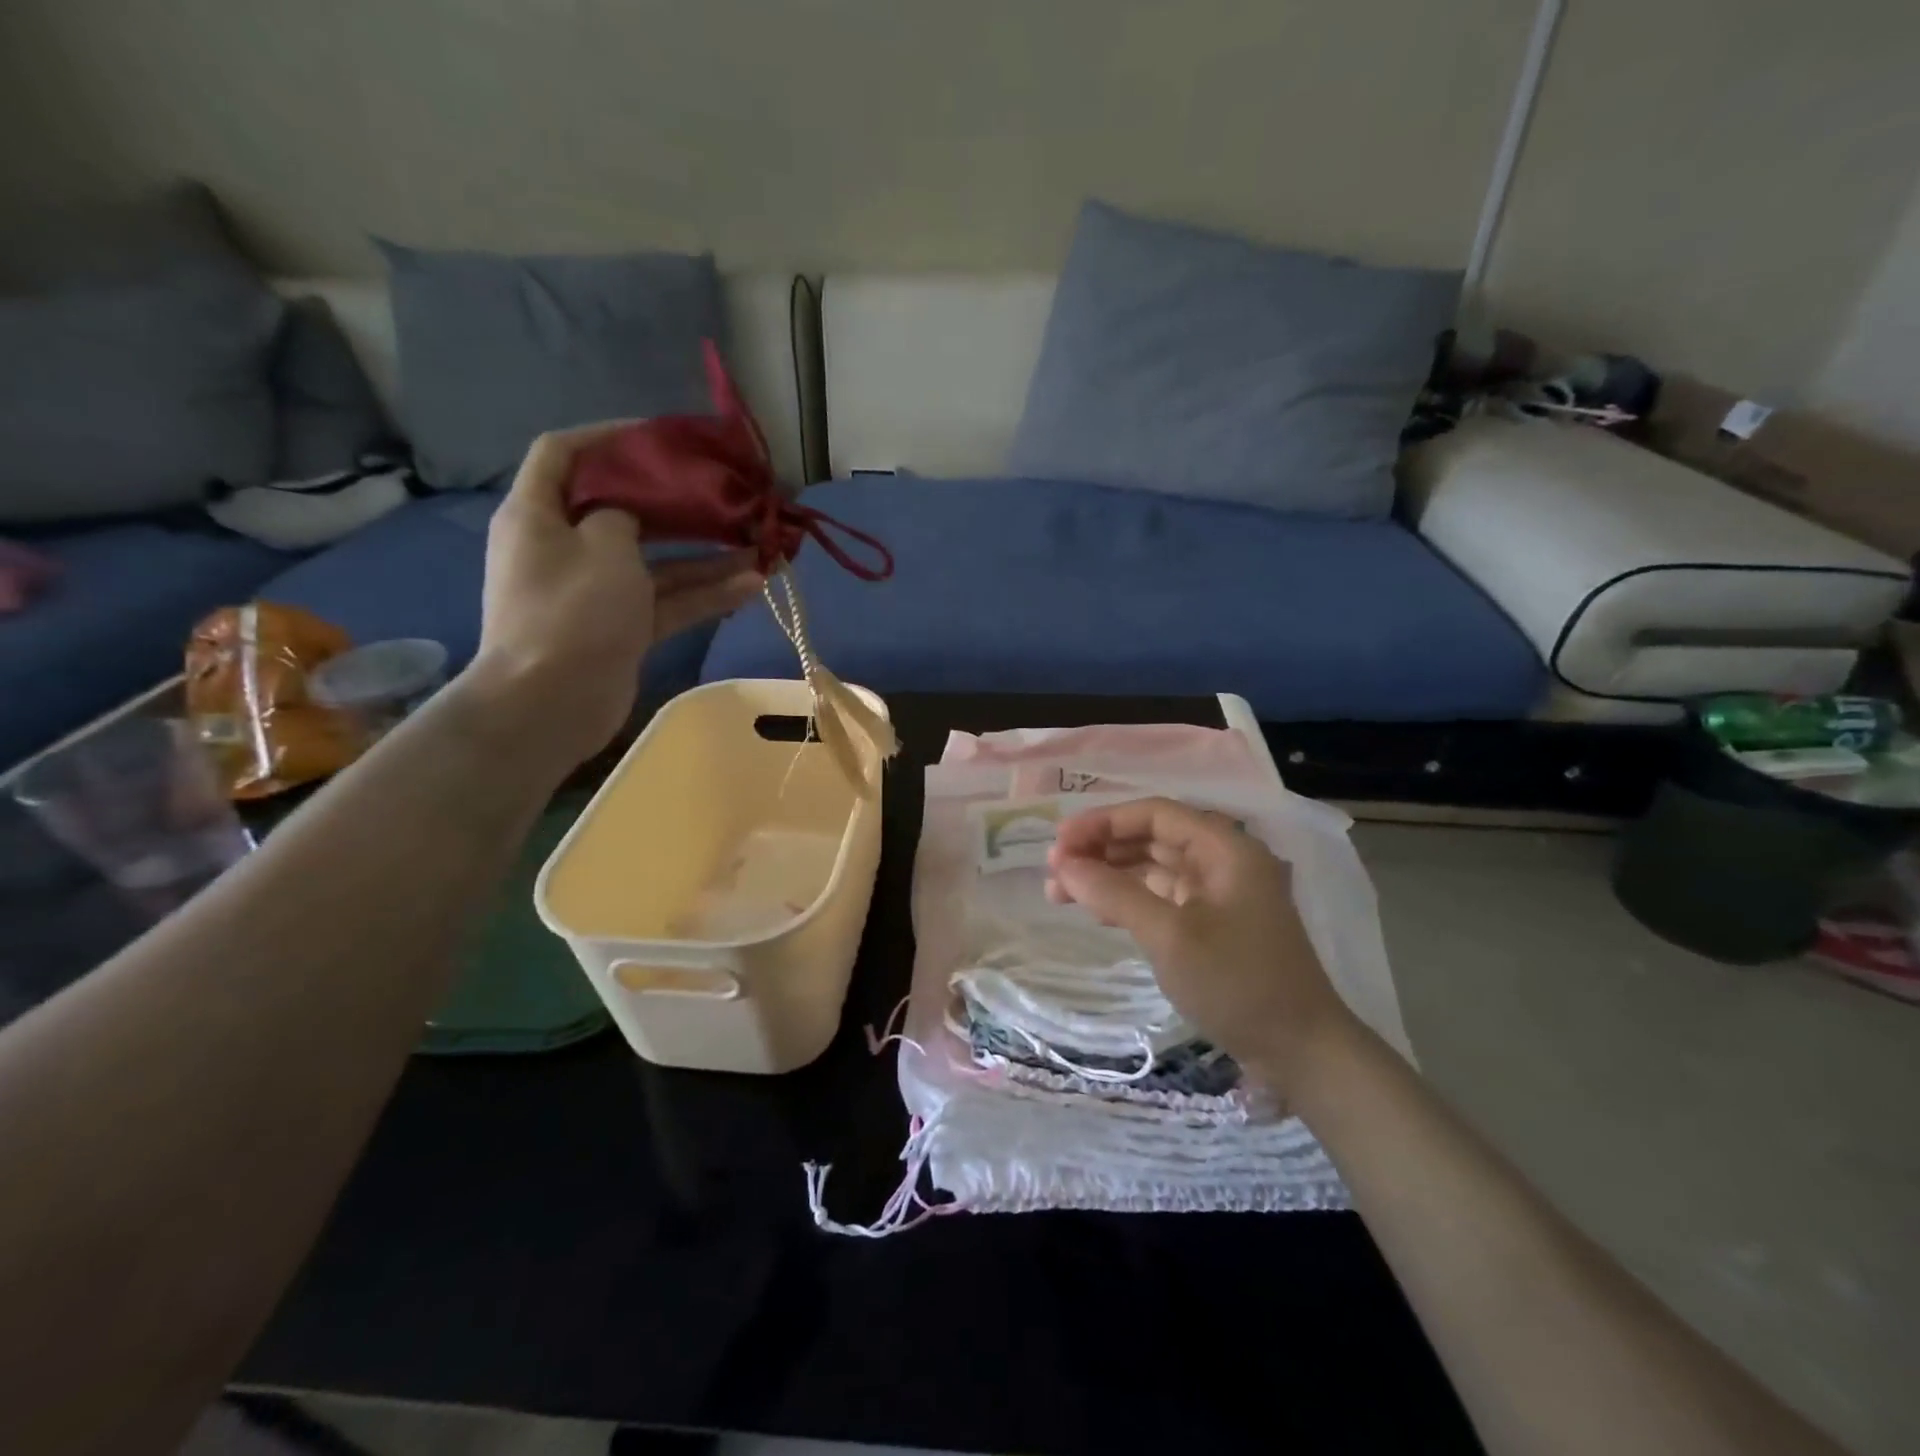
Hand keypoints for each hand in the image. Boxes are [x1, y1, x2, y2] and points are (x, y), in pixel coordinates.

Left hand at [469, 424, 763, 765]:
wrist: (550, 703)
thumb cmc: (572, 610)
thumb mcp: (603, 544)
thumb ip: (625, 512)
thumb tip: (635, 510)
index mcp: (538, 514)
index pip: (564, 453)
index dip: (609, 436)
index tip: (661, 437)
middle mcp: (565, 547)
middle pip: (623, 510)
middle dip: (675, 502)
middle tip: (723, 492)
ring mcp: (596, 591)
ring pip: (656, 561)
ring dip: (704, 554)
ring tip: (757, 544)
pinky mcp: (622, 627)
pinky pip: (667, 600)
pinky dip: (703, 593)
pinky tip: (752, 585)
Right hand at [1045, 797, 1358, 1098]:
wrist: (1301, 1052)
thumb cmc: (1238, 983)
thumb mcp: (1170, 936)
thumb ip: (1114, 894)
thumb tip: (1063, 866)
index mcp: (1225, 848)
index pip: (1154, 813)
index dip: (1103, 822)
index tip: (1059, 843)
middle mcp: (1223, 861)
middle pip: (1152, 838)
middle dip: (1100, 850)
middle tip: (1053, 871)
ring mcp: (1219, 894)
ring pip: (1153, 869)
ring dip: (1108, 876)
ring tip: (1060, 893)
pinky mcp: (1213, 924)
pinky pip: (1162, 897)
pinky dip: (1128, 901)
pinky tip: (1096, 912)